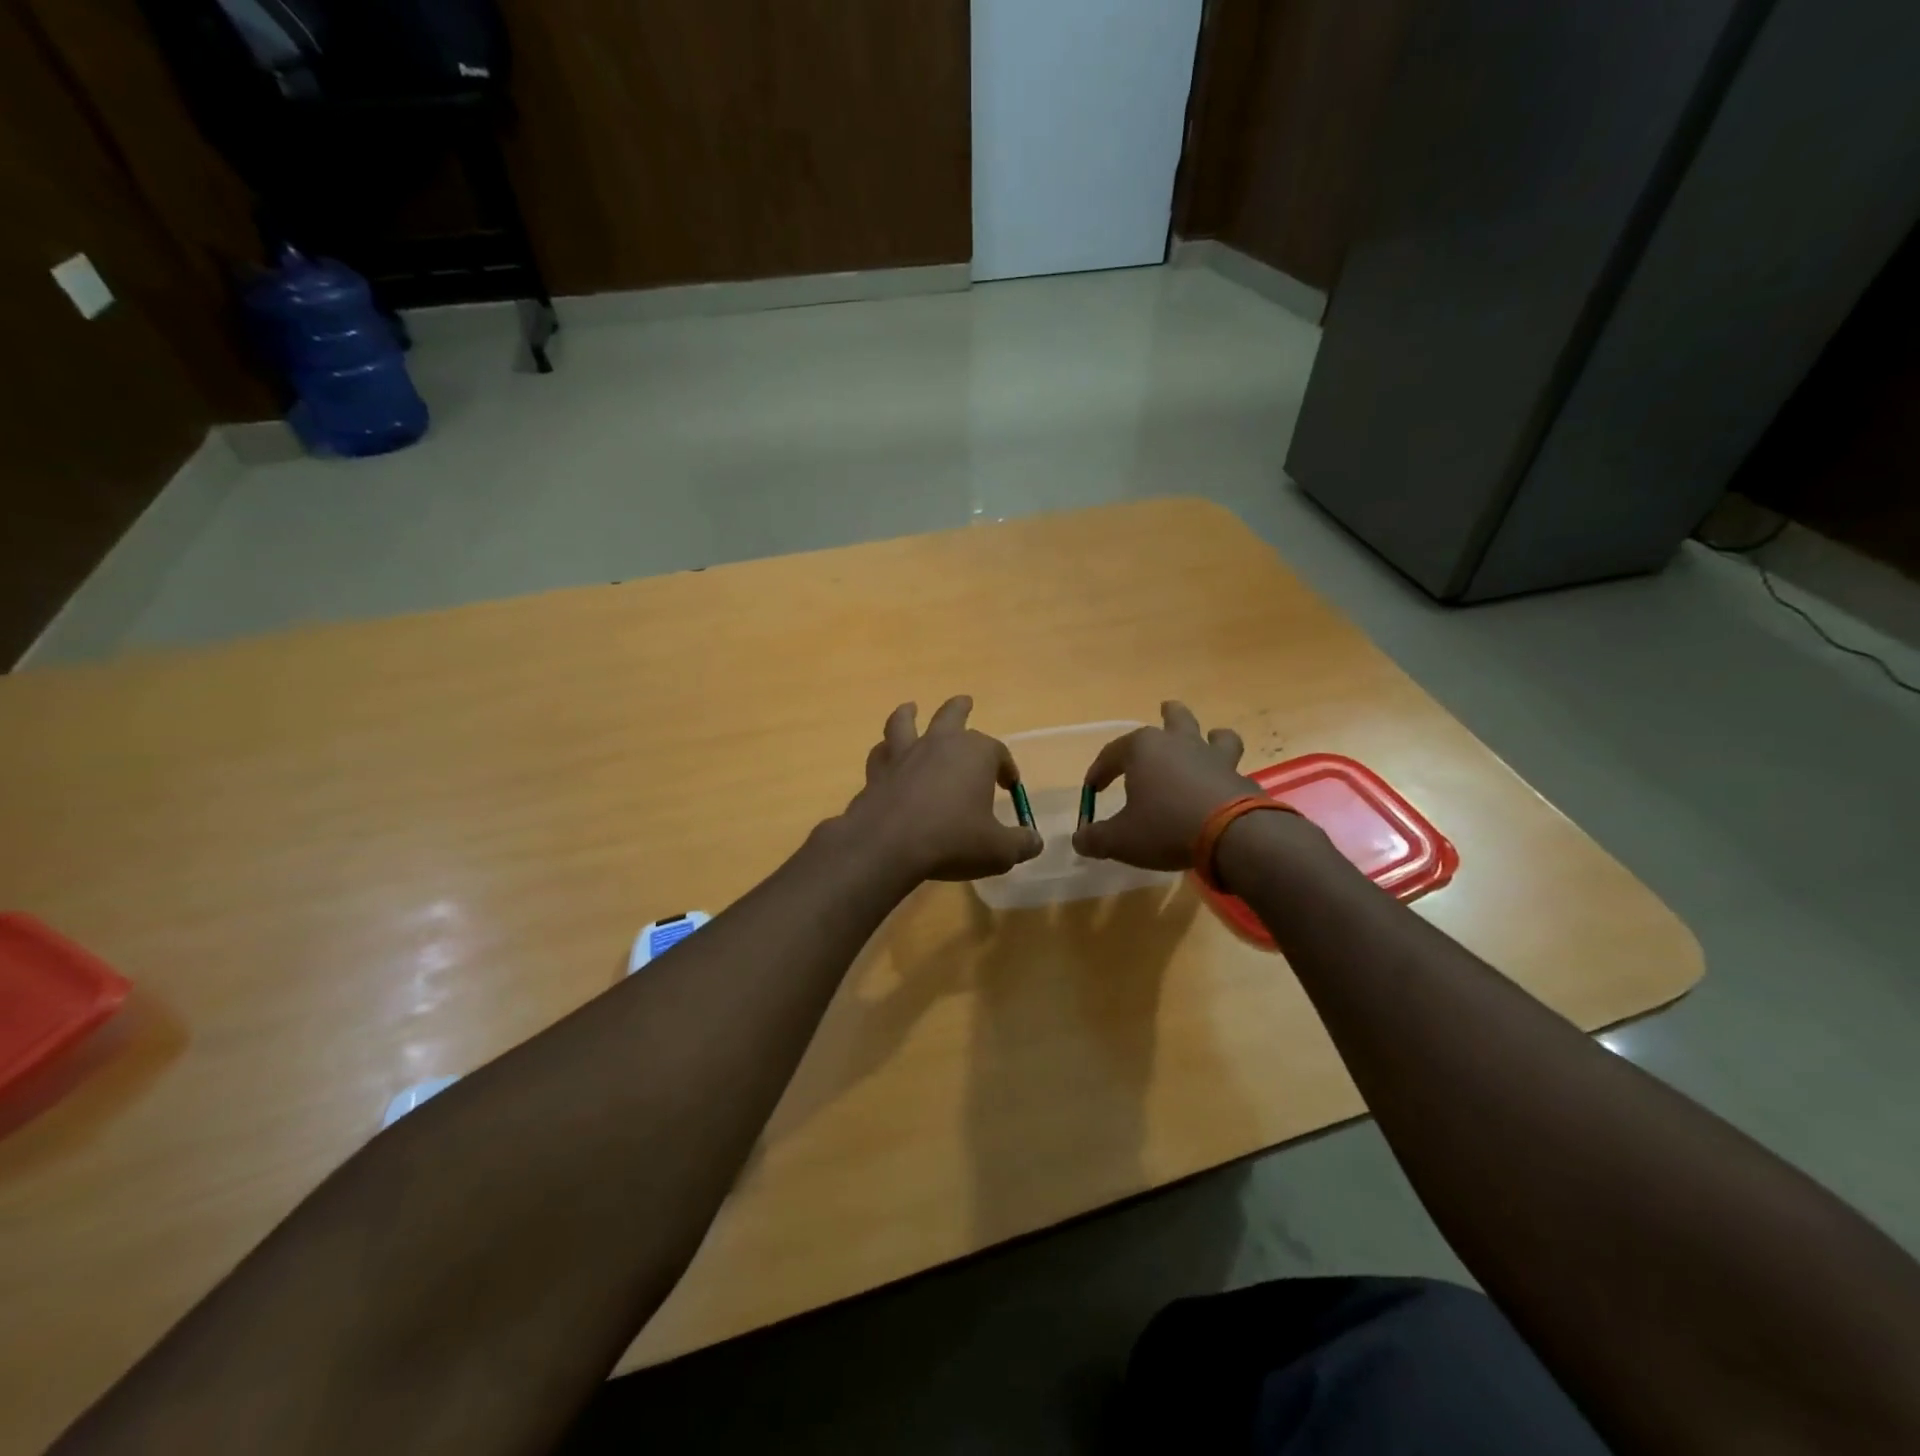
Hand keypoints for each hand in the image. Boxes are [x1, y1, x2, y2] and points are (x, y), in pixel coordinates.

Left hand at [838, 697, 1043, 882]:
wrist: (888, 845)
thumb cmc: (952, 841)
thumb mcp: (999, 850)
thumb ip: (1021, 844)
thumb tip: (1035, 841)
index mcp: (975, 754)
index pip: (998, 752)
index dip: (1006, 768)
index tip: (1009, 785)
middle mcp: (939, 744)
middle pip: (952, 715)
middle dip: (961, 709)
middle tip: (966, 702)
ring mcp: (904, 754)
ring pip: (905, 722)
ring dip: (909, 714)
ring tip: (910, 709)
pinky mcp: (877, 772)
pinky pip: (881, 753)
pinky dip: (885, 752)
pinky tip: (885, 756)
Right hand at [1072, 702, 1260, 869]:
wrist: (1231, 836)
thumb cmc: (1165, 827)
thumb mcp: (1120, 840)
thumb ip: (1096, 838)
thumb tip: (1079, 840)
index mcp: (1144, 750)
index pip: (1112, 753)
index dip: (1099, 770)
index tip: (1092, 789)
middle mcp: (1180, 744)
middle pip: (1175, 719)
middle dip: (1168, 715)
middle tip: (1165, 710)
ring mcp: (1215, 759)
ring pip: (1216, 735)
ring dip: (1210, 736)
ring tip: (1209, 739)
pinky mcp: (1240, 779)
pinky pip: (1232, 770)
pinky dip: (1225, 776)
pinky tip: (1221, 789)